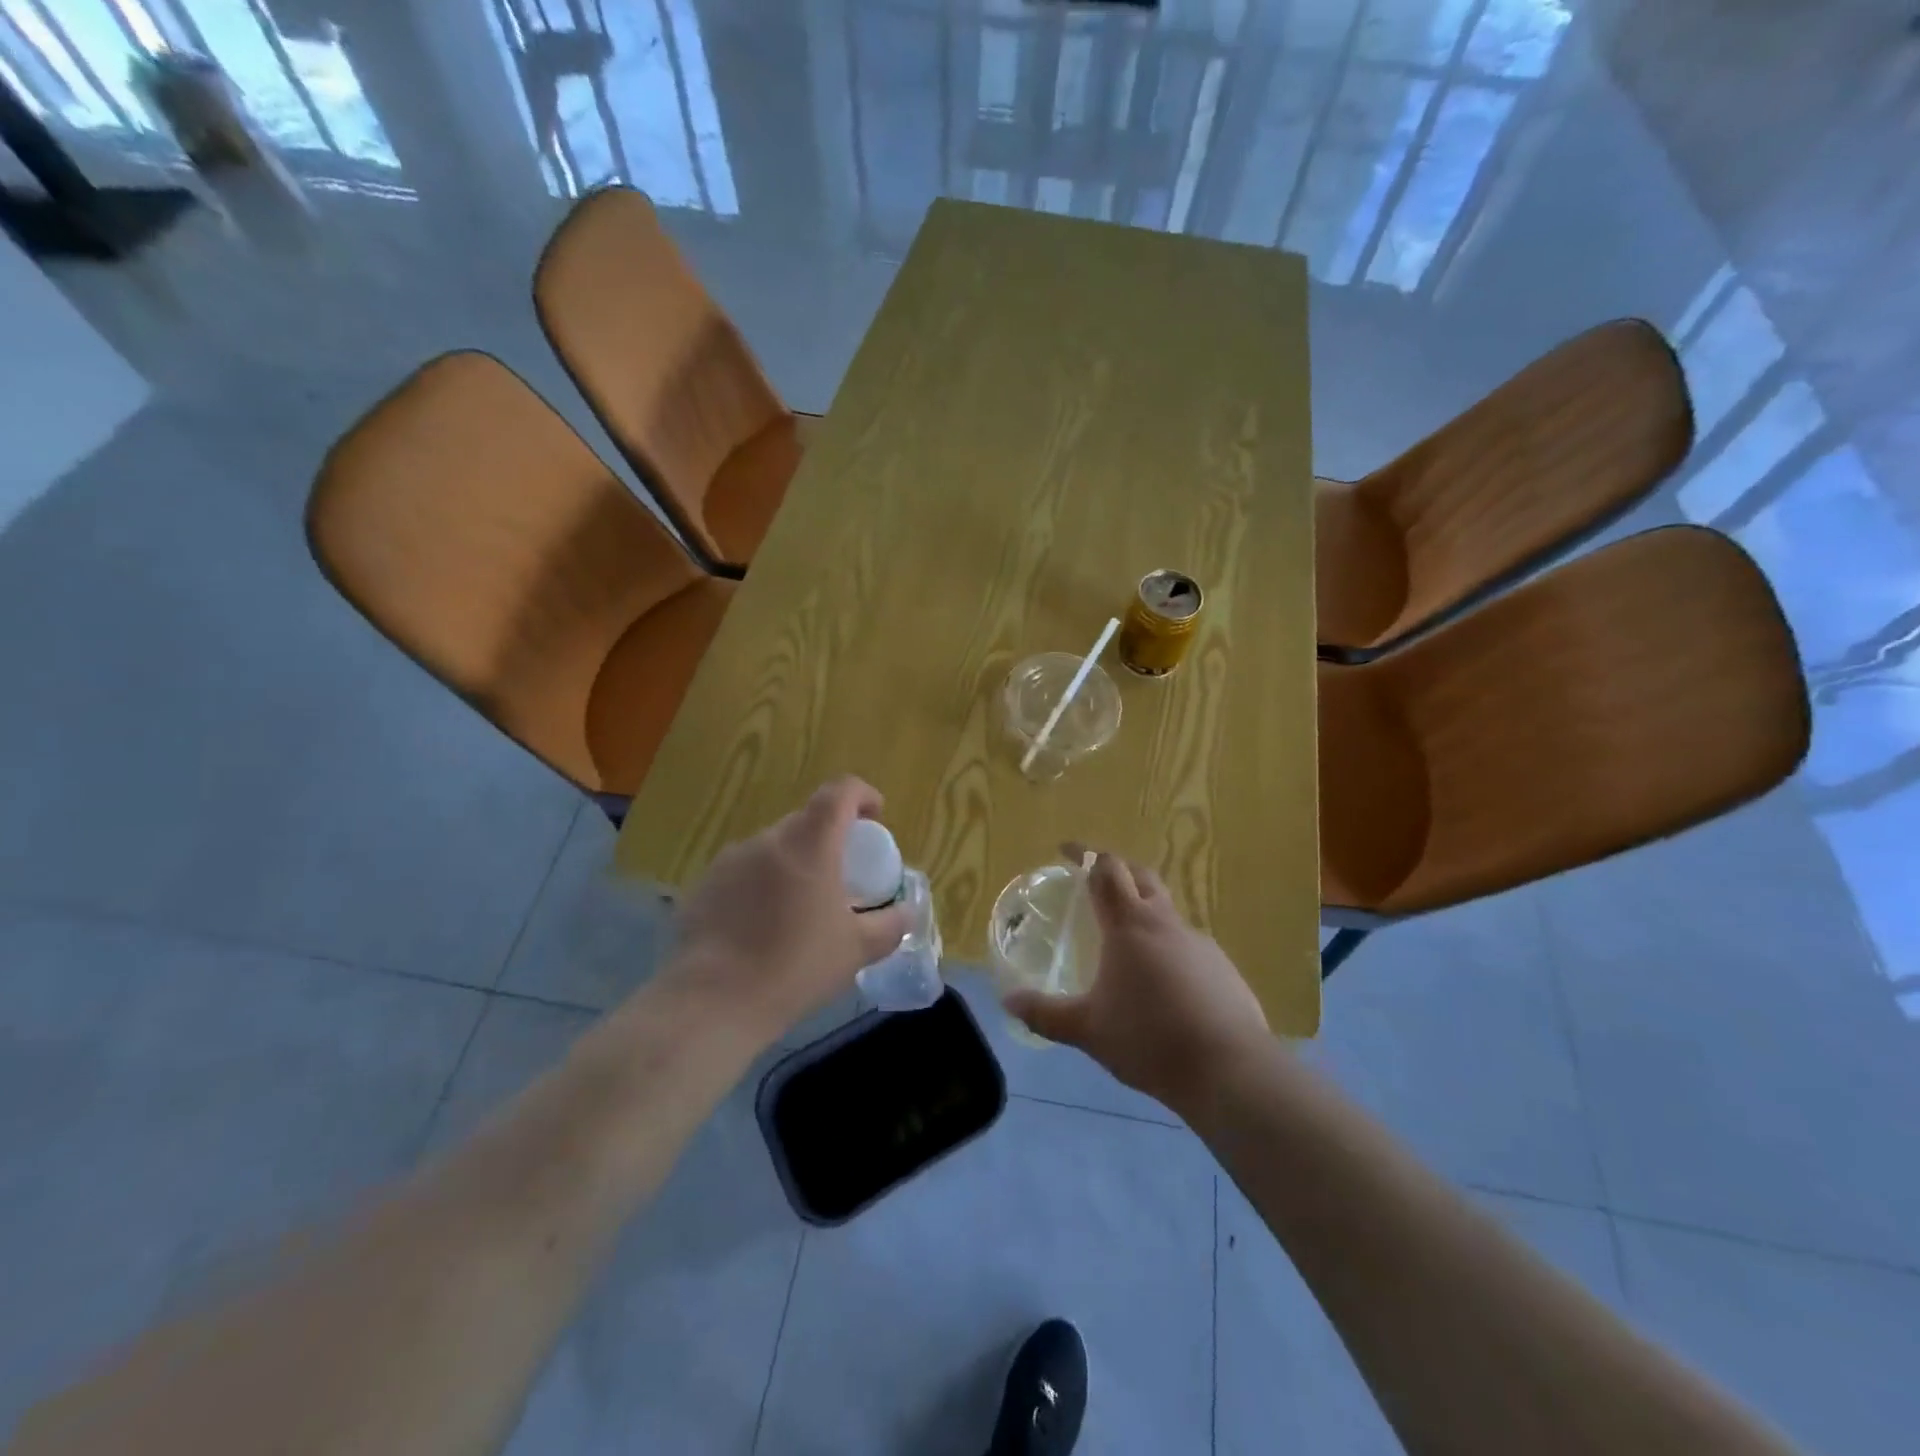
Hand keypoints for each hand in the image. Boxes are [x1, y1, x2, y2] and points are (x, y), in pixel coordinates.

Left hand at [660, 776, 912, 1046]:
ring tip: (799, 907)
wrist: (714, 1002)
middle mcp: (767, 840)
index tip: (875, 816)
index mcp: (809, 844)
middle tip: (841, 876)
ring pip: (772, 848)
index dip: (862, 795)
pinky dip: (761, 886)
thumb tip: (906, 912)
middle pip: (805, 822)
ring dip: (793, 864)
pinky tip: (761, 927)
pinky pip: (743, 873)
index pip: (839, 792)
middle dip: (828, 839)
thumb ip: (890, 925)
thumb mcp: (857, 950)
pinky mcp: (703, 886)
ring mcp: (730, 861)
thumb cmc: (796, 967)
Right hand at [1004, 850, 1268, 1110]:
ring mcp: (1199, 943)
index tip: (1066, 851)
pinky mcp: (1222, 968)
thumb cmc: (1149, 1039)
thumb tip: (1008, 1001)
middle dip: (1117, 869)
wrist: (1230, 1069)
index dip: (1085, 854)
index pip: (1106, 870)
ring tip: (1124, 941)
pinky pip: (1187, 945)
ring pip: (1166, 911)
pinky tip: (1161, 983)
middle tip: (1095, 881)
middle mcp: (1165, 923)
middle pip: (1141, 876)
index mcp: (1130, 925)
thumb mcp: (1087, 1030)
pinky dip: (1166, 947)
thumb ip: (1045, 1014)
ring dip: (1143, 910)